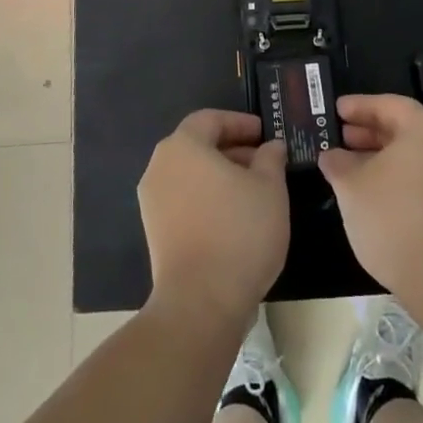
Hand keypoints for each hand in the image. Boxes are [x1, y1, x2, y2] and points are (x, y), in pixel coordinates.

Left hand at [138, 110, 289, 329]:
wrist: (200, 302)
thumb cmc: (239, 232)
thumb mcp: (270, 188)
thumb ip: (270, 159)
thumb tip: (270, 147)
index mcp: (183, 146)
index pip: (210, 119)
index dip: (240, 123)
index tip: (264, 134)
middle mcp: (160, 167)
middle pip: (197, 145)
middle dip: (232, 150)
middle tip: (264, 162)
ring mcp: (152, 200)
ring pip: (190, 174)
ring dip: (220, 175)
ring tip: (254, 192)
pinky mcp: (154, 231)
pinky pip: (183, 199)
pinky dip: (207, 198)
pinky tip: (234, 217)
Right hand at [319, 94, 422, 304]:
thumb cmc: (394, 217)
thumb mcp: (352, 186)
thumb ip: (338, 163)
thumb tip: (332, 156)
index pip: (389, 105)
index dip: (359, 107)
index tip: (335, 111)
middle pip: (406, 128)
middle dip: (370, 133)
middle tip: (340, 138)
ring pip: (417, 155)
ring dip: (384, 158)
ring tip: (352, 169)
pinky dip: (402, 177)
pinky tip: (377, 194)